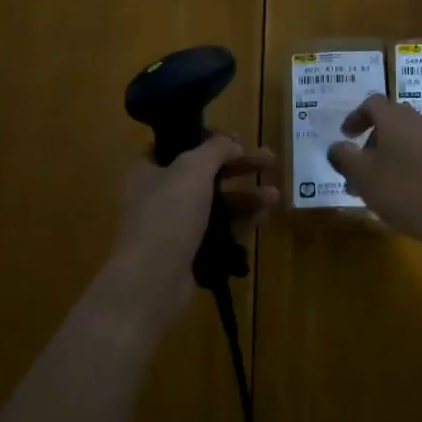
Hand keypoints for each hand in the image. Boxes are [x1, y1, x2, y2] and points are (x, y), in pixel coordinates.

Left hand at [106, 137, 276, 324]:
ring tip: (275, 196)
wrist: (151, 282)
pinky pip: (217, 230)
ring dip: (245, 196)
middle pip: (205, 172)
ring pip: (215, 203)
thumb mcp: (192, 169)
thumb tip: (232, 143)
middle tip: (271, 161)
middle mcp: (157, 194)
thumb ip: (215, 149)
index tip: (239, 140)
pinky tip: (263, 218)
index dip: (211, 139)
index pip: (181, 144)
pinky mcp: (187, 252)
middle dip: (239, 167)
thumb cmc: (167, 215)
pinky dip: (238, 222)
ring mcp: (172, 225)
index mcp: (147, 169)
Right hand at [326, 95, 421, 251]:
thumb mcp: (365, 178)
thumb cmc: (410, 192)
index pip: (371, 104)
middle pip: (393, 120)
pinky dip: (418, 164)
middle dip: (375, 140)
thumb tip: (335, 147)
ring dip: (396, 154)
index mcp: (395, 118)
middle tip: (363, 167)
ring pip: (413, 138)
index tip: (346, 136)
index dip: (356, 117)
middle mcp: (421, 120)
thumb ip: (345, 159)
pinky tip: (416, 191)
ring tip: (388, 184)